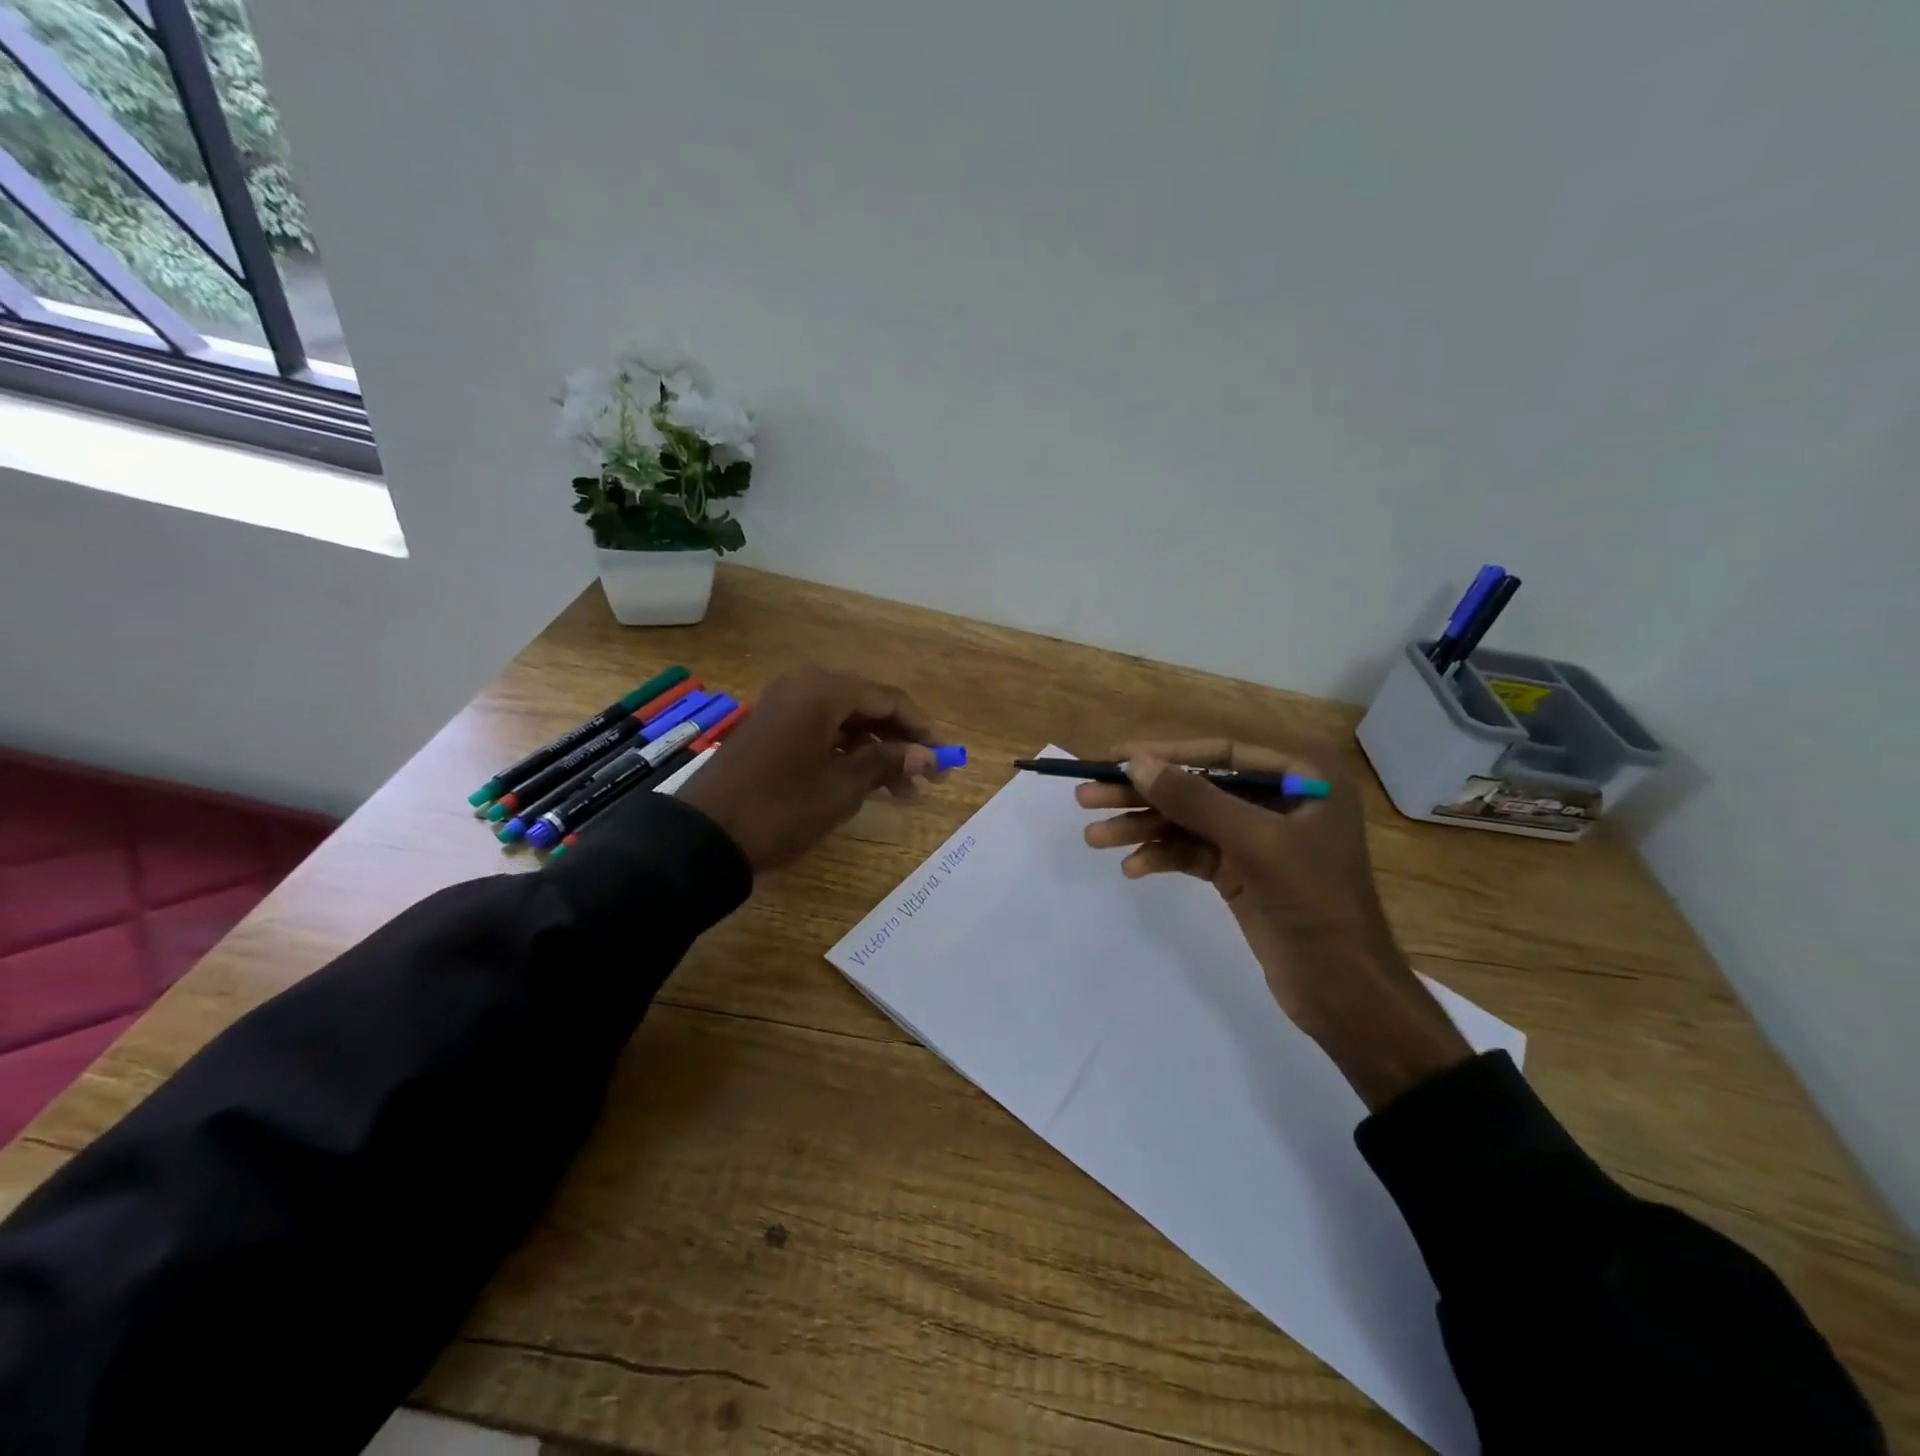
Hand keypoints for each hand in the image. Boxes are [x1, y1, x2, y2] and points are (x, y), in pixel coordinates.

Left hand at [680, 667, 941, 873]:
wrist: (704, 836)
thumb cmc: (781, 808)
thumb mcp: (842, 788)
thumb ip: (887, 763)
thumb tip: (928, 756)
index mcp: (823, 691)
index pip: (889, 699)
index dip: (922, 729)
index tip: (946, 758)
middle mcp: (804, 686)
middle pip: (868, 706)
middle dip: (901, 742)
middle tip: (928, 778)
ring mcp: (784, 706)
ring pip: (846, 721)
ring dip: (876, 752)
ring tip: (902, 793)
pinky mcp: (772, 728)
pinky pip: (822, 730)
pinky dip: (848, 753)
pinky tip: (866, 782)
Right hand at [1079, 739, 1471, 1111]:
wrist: (1345, 993)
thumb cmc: (1316, 905)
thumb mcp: (1257, 845)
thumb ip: (1196, 801)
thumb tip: (1136, 762)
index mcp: (1304, 777)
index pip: (1221, 754)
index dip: (1166, 754)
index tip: (1115, 758)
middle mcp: (1280, 799)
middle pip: (1198, 787)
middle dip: (1143, 795)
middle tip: (1087, 798)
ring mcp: (1258, 838)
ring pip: (1189, 821)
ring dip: (1143, 829)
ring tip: (1095, 839)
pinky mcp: (1241, 871)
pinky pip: (1192, 852)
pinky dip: (1162, 857)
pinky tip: (1133, 868)